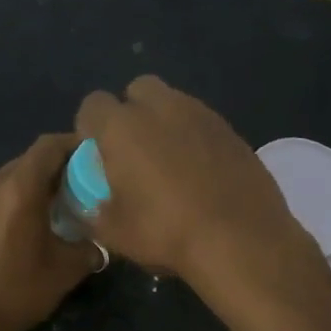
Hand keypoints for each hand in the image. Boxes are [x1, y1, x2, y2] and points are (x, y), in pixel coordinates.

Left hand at [0, 134, 96, 330]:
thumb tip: (101, 238)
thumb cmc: (16, 293)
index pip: (50, 146)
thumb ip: (89, 245)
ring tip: (62, 207)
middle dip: (60, 168)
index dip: (75, 145)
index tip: (97, 156)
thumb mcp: (65, 270)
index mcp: (18, 188)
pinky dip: (19, 197)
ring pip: (14, 176)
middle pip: (31, 159)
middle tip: (85, 186)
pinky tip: (34, 222)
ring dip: (38, 184)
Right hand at [75, 76, 321, 295]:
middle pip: (138, 90)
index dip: (90, 127)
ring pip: (174, 103)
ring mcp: (202, 115)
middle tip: (134, 152)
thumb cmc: (166, 233)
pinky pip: (203, 124)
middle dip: (131, 112)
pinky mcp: (232, 130)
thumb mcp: (114, 233)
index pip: (93, 104)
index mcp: (123, 127)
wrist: (241, 240)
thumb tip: (89, 205)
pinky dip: (195, 139)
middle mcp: (162, 108)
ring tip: (170, 164)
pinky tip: (201, 174)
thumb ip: (93, 212)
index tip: (97, 155)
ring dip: (165, 124)